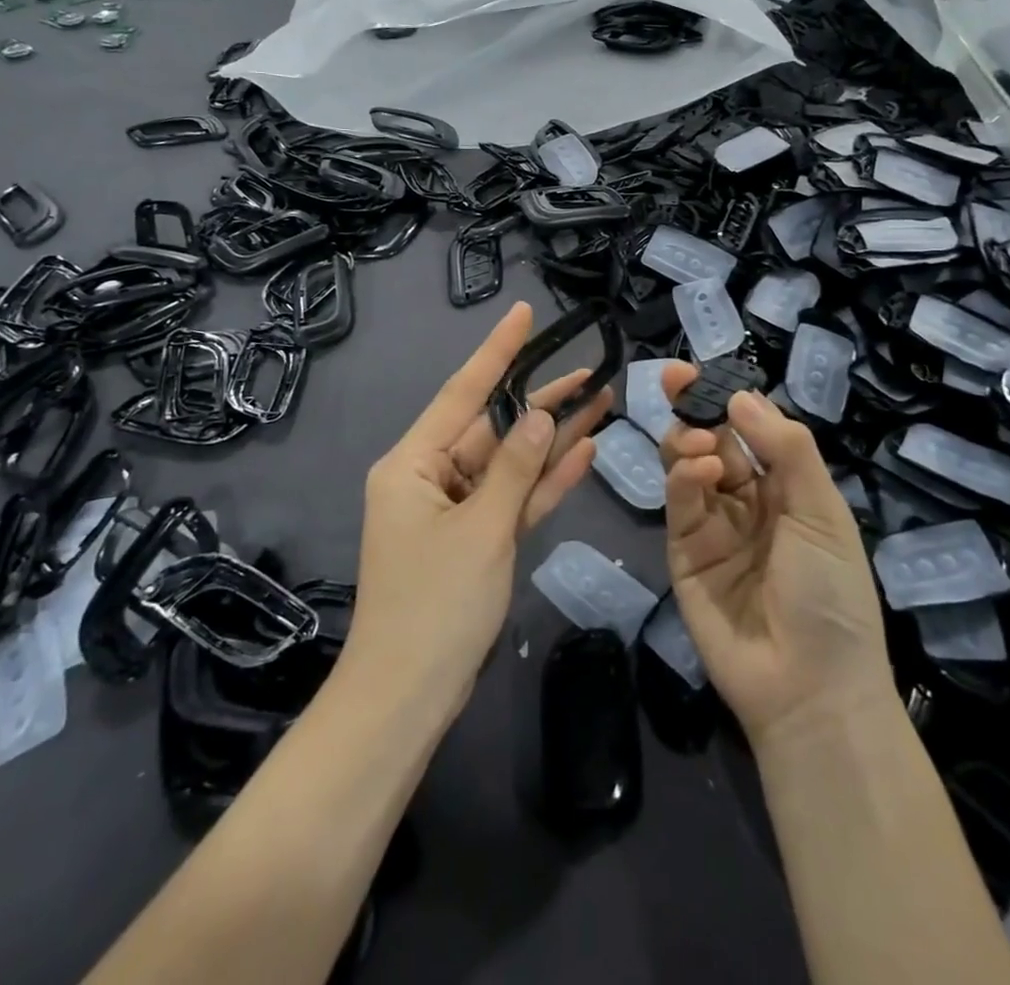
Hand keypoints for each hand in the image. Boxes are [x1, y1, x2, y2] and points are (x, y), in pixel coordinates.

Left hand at [345, 302, 611, 718]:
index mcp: (414, 462)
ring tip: (601, 403)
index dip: (497, 351)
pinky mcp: (475, 538)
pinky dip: (543, 481)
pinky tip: (584, 452)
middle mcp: (431, 476)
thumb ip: (515, 468)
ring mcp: (455, 508)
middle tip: (591, 370)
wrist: (409, 697)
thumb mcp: (481, 529)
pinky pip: (512, 498)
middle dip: (542, 401)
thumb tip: (543, 417)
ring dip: (552, 439)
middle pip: (493, 427)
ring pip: (510, 462)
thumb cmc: (435, 605)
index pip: (463, 392)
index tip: (524, 313)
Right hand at [659, 363, 894, 745]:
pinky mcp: (683, 553)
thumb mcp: (822, 513)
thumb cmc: (830, 596)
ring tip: (700, 445)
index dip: (726, 398)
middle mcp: (746, 501)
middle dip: (695, 408)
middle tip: (678, 383)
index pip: (750, 430)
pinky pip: (680, 503)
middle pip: (712, 441)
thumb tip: (741, 396)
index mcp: (786, 490)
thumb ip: (786, 449)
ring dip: (689, 442)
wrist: (808, 689)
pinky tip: (702, 471)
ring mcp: (712, 527)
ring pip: (688, 466)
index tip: (699, 370)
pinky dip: (685, 478)